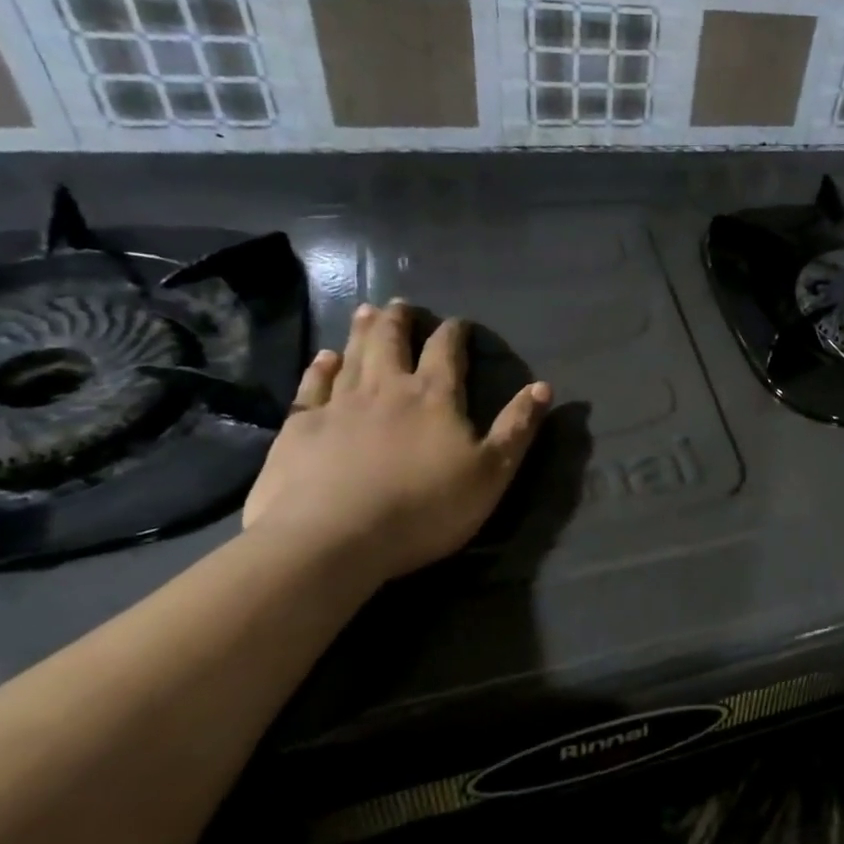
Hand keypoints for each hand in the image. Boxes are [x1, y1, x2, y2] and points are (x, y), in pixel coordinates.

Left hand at [242, 301, 550, 586]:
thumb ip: (517, 428)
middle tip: (402, 304)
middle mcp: (386, 389)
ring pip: (353, 355)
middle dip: (401, 321)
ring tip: (368, 312)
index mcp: (435, 397)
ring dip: (363, 332)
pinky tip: (323, 358)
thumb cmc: (425, 508)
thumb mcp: (491, 472)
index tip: (459, 323)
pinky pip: (311, 387)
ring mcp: (339, 405)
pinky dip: (320, 368)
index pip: (447, 352)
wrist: (332, 539)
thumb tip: (542, 386)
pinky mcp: (300, 428)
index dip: (454, 333)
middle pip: (393, 342)